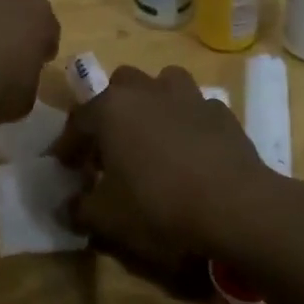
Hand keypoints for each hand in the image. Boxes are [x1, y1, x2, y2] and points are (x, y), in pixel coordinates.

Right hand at [53, 65, 268, 263]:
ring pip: (162, 84)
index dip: (68, 146)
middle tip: (111, 147)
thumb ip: (80, 210)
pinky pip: (196, 110)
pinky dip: (189, 123)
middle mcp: (146, 90)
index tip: (65, 168)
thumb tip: (66, 207)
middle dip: (111, 111)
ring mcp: (187, 96)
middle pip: (119, 87)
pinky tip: (192, 151)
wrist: (238, 208)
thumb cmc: (159, 206)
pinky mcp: (222, 113)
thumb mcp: (107, 219)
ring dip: (153, 104)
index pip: (78, 121)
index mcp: (110, 108)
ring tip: (153, 136)